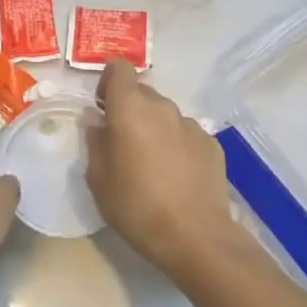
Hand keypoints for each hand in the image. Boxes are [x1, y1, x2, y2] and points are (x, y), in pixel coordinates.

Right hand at [86, 61, 237, 284]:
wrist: (195, 237)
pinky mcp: (211, 144)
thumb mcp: (98, 178)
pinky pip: (185, 134)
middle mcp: (162, 107)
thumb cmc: (135, 205)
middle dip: (129, 109)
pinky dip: (176, 145)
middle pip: (141, 92)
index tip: (102, 108)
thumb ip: (95, 142)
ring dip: (153, 128)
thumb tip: (97, 123)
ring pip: (164, 115)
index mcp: (130, 108)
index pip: (119, 69)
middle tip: (122, 142)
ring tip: (151, 164)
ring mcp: (190, 125)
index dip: (108, 82)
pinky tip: (175, 176)